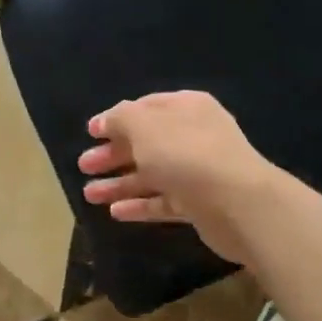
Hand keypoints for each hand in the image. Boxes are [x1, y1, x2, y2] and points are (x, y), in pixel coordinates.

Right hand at [77, 91, 279, 263]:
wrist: (237, 203)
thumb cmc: (185, 154)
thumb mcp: (144, 126)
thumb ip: (120, 119)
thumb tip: (106, 120)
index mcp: (186, 108)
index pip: (146, 107)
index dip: (116, 119)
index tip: (90, 132)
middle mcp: (194, 136)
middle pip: (146, 142)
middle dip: (113, 154)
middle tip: (84, 165)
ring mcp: (198, 171)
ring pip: (152, 174)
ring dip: (120, 183)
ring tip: (89, 195)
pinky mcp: (199, 204)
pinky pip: (163, 201)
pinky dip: (140, 205)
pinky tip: (115, 212)